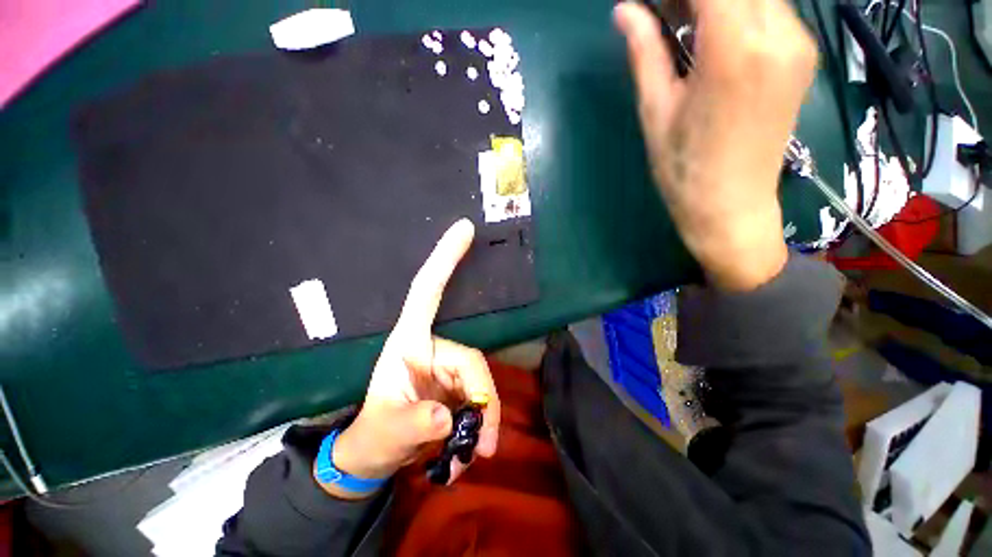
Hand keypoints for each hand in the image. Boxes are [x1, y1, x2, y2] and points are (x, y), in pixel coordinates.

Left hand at [318, 219, 500, 498]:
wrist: (376, 454)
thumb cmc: (374, 434)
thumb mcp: (387, 432)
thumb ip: (414, 423)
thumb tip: (448, 418)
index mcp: (409, 341)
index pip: (428, 290)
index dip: (446, 258)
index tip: (465, 228)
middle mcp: (434, 345)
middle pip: (472, 361)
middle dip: (482, 402)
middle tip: (482, 446)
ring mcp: (448, 365)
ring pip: (481, 382)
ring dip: (482, 420)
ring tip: (472, 457)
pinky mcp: (458, 383)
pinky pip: (480, 396)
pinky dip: (481, 422)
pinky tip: (472, 449)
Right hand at [614, 0, 817, 290]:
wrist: (730, 207)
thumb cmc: (684, 168)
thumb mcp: (655, 112)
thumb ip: (646, 52)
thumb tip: (625, 10)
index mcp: (735, 48)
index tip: (655, 5)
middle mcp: (780, 33)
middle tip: (665, 13)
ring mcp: (799, 43)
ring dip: (720, 1)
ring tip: (684, 22)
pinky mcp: (803, 57)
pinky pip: (772, 10)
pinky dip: (740, 9)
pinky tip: (714, 33)